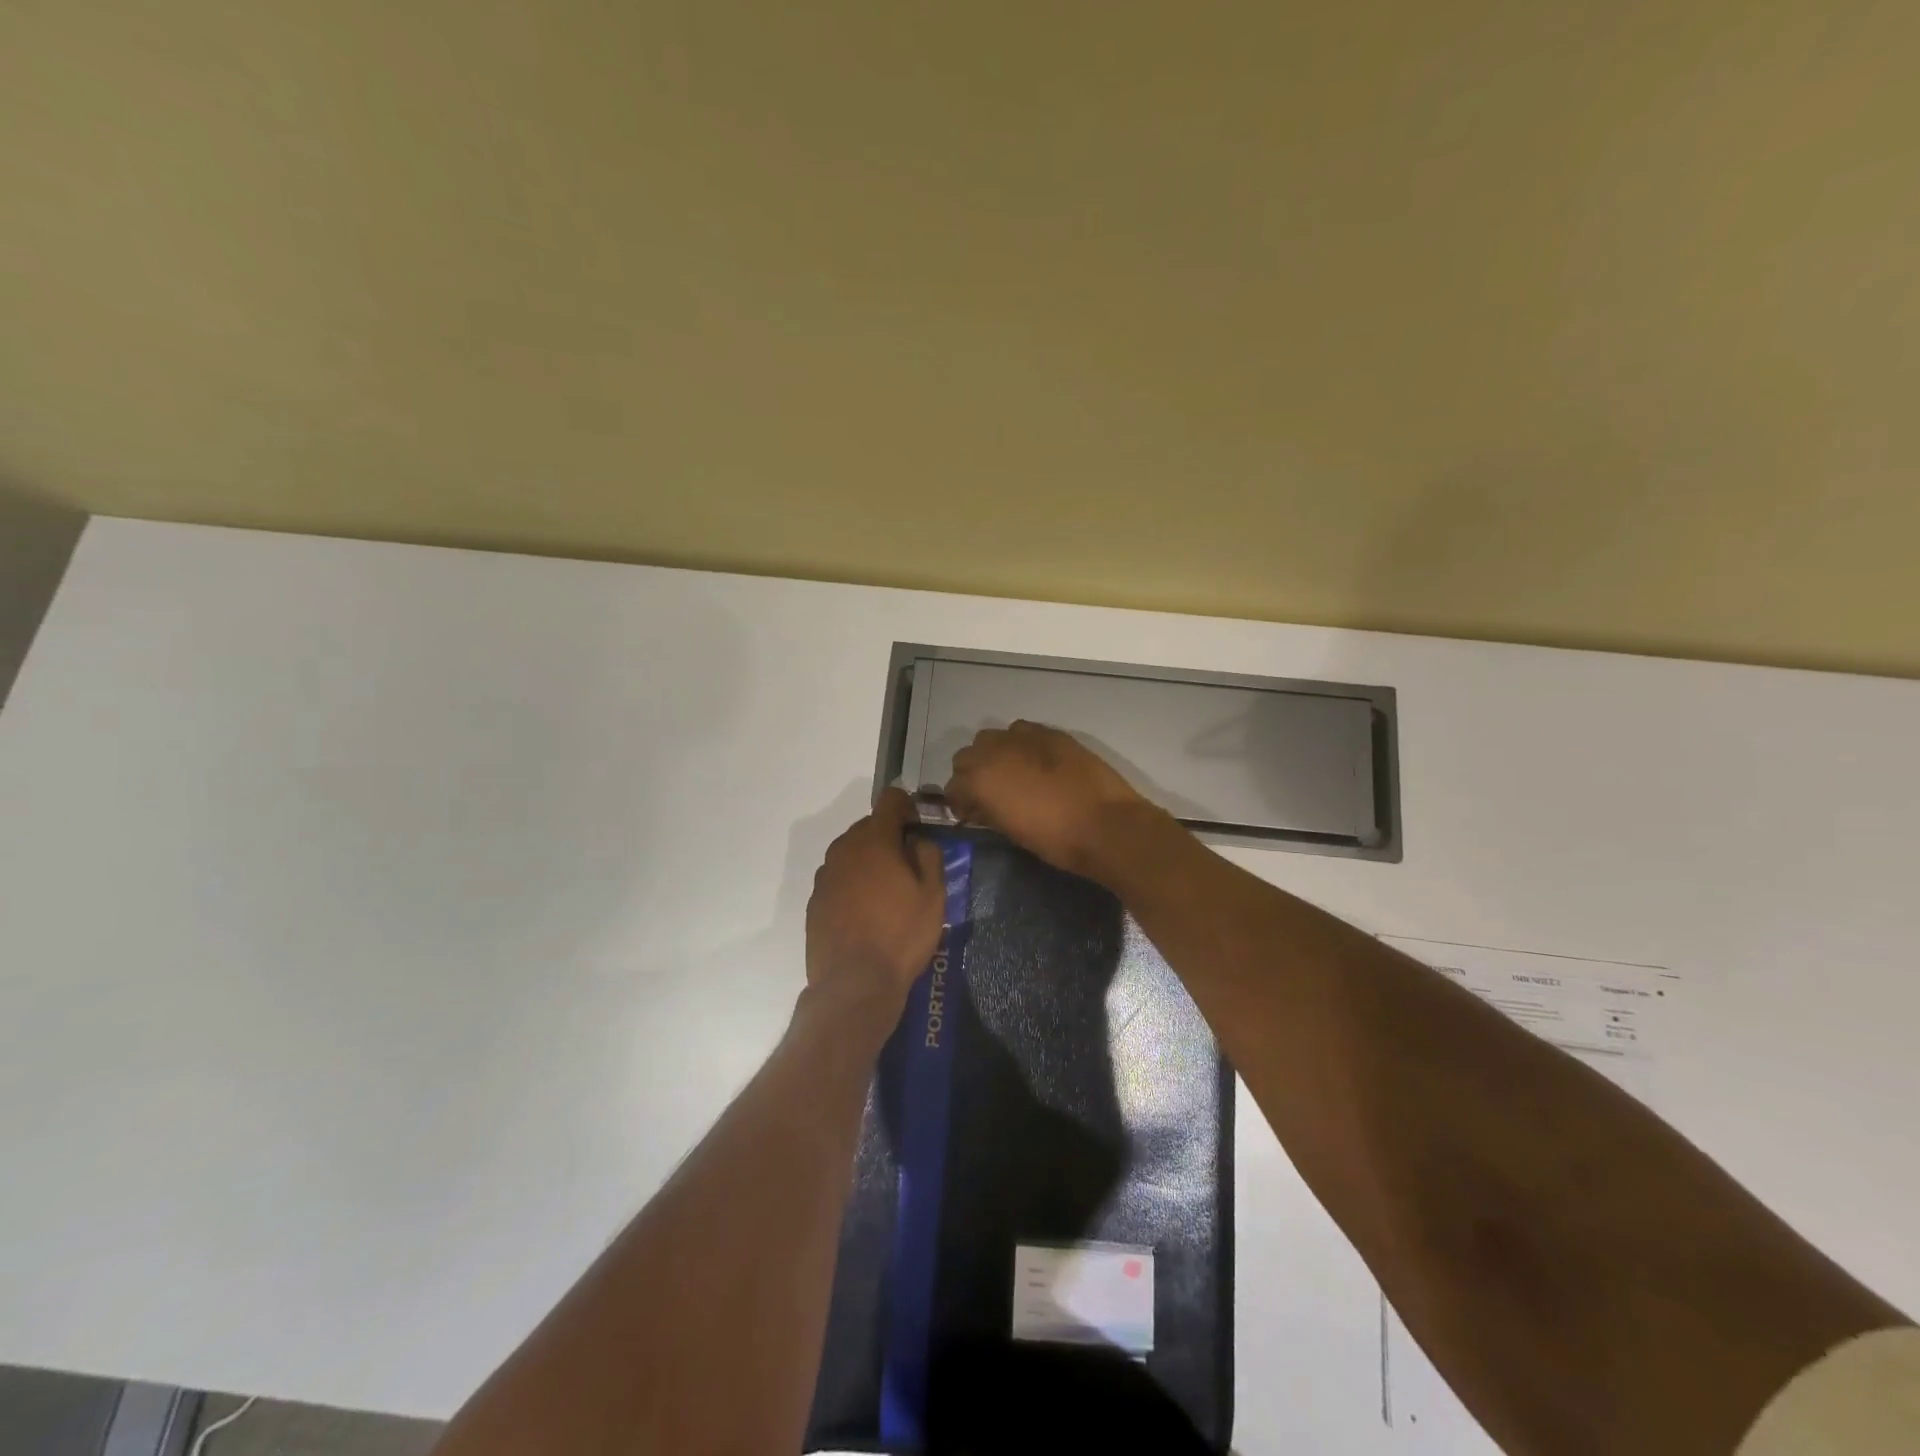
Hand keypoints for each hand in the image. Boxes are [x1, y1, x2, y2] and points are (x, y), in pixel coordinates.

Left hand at [805, 788, 945, 1019]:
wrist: (854, 984)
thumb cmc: (901, 935)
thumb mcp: (933, 895)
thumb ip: (929, 855)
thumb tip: (917, 839)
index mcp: (874, 839)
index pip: (891, 800)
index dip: (909, 807)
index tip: (919, 829)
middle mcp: (844, 848)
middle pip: (870, 827)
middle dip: (890, 838)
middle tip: (909, 868)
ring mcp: (825, 875)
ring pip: (853, 853)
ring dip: (870, 862)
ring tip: (888, 895)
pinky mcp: (815, 900)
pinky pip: (840, 879)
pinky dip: (854, 885)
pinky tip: (867, 914)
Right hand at [944, 721, 1156, 878]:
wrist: (1106, 825)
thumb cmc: (1055, 840)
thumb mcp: (1011, 831)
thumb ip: (988, 812)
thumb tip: (979, 806)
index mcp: (980, 779)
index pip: (953, 785)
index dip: (959, 801)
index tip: (971, 813)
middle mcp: (994, 750)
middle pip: (966, 755)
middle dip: (972, 773)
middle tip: (988, 794)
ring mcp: (1024, 737)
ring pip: (992, 738)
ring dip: (994, 754)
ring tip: (1011, 774)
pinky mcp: (1050, 733)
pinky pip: (1022, 732)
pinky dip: (1020, 745)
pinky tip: (1035, 762)